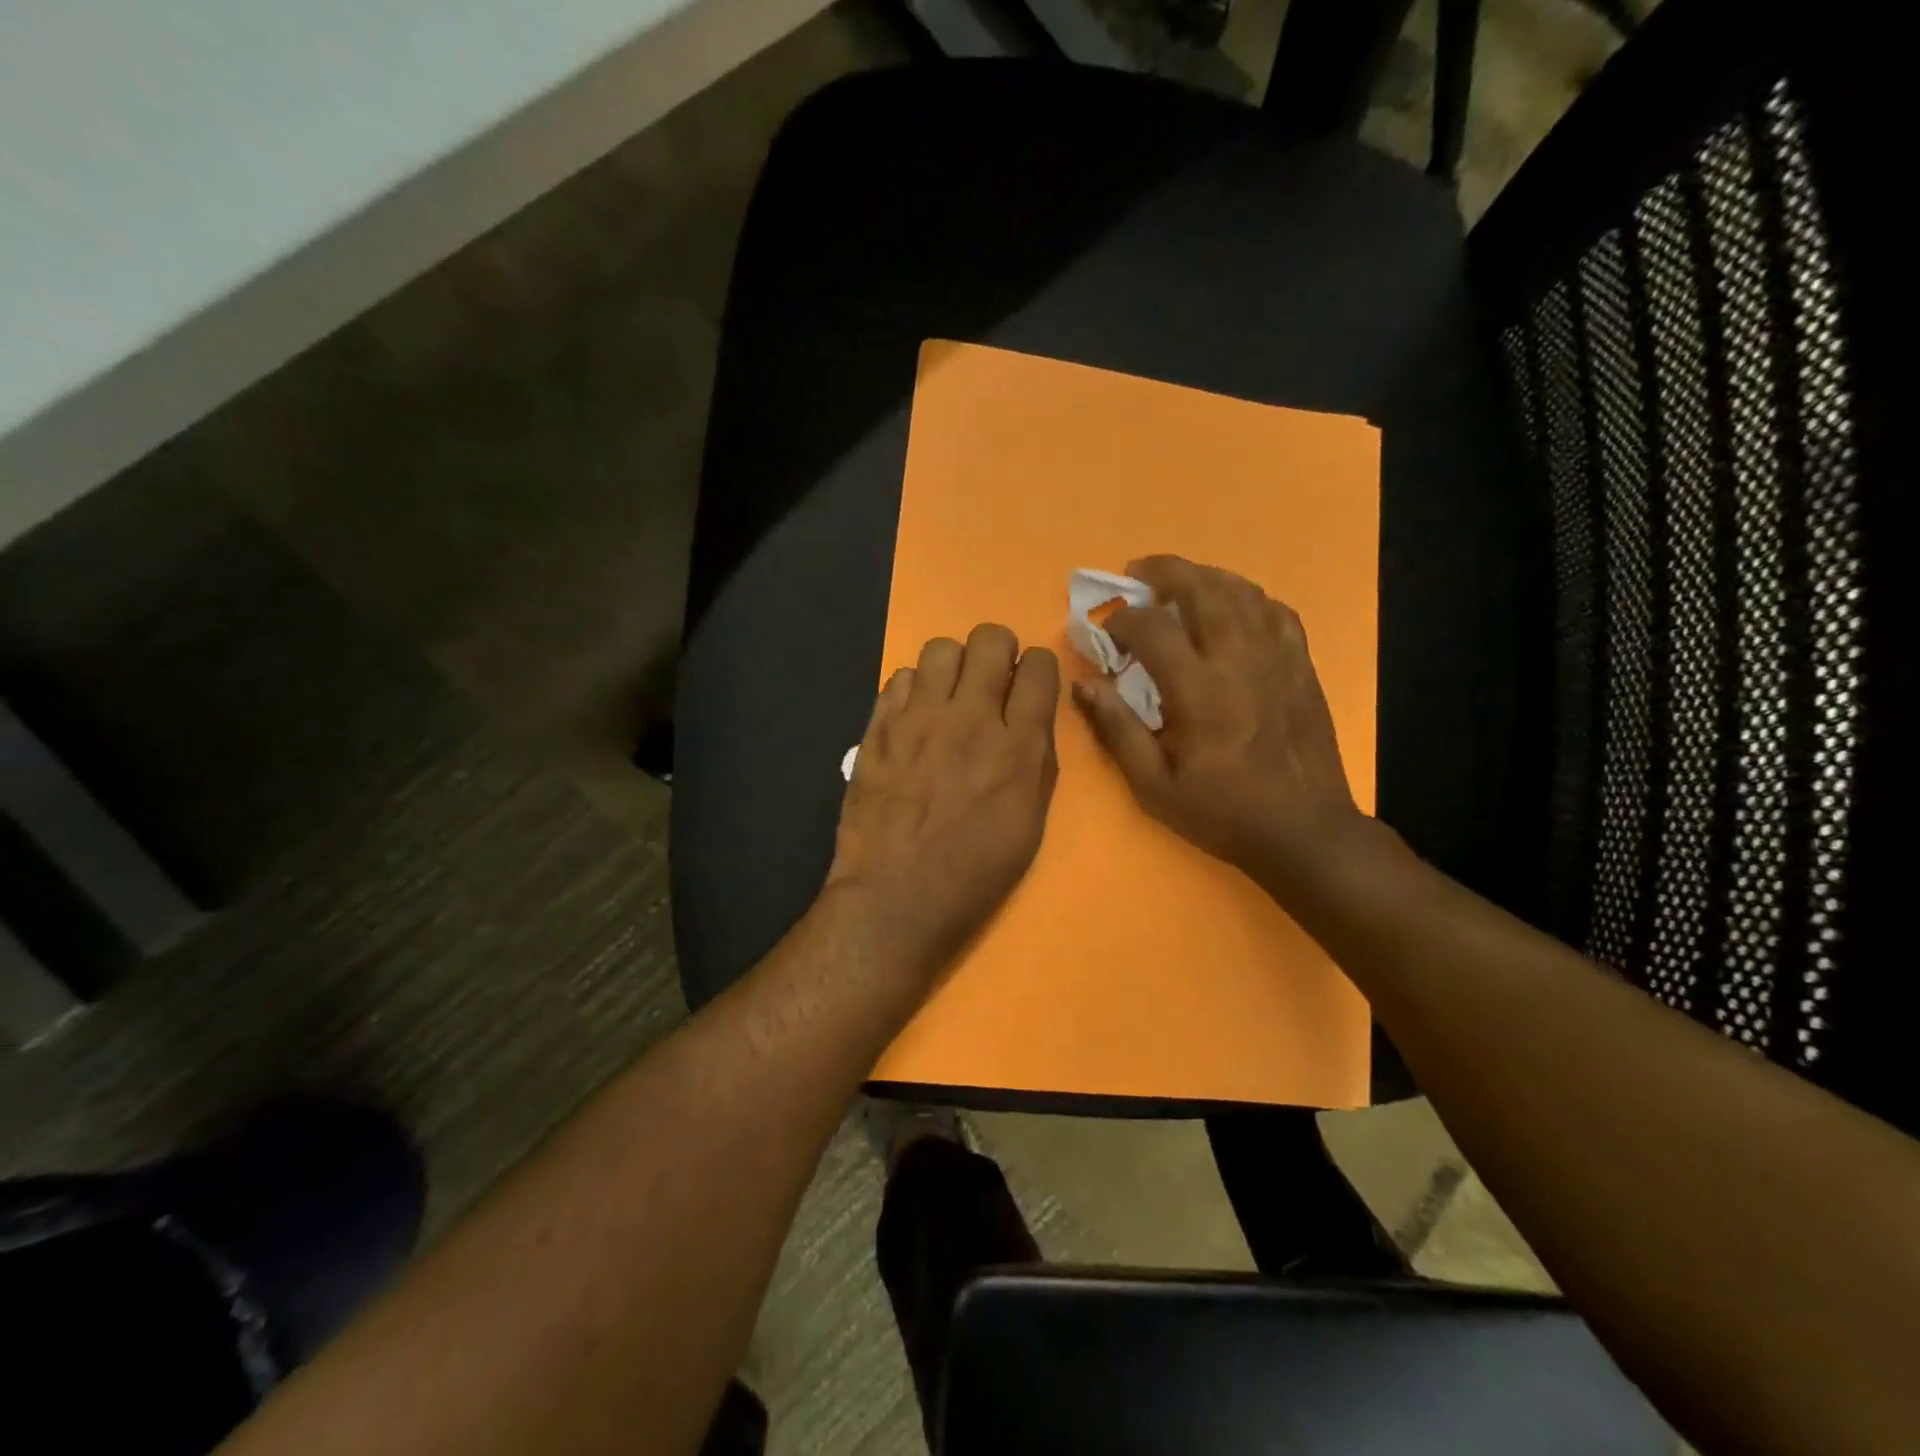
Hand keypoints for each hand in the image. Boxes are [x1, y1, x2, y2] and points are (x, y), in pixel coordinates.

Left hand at [828, 624, 1059, 980]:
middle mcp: (970, 720)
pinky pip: (898, 678)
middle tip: (991, 680)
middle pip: (990, 639)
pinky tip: (913, 718)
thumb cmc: (973, 874)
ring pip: (941, 649)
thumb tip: (1031, 718)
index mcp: (1018, 748)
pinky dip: (912, 690)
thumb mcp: (1030, 824)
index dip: (1038, 667)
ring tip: (949, 695)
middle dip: (998, 650)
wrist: (895, 898)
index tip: (1029, 682)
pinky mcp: (878, 728)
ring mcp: (918, 720)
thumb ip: (1037, 760)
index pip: (1040, 667)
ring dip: (953, 666)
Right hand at [1072, 555, 1367, 888]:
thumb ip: (1117, 730)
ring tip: (1180, 581)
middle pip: (1202, 589)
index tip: (1107, 631)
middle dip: (1165, 572)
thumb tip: (1084, 685)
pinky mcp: (1301, 665)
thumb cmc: (1223, 812)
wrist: (1304, 830)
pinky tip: (1233, 607)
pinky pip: (1276, 611)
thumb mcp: (1154, 786)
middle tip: (1138, 572)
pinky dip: (1248, 598)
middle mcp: (1239, 660)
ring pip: (1241, 591)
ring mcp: (1277, 657)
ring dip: (1205, 576)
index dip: (1122, 619)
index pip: (1153, 628)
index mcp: (1199, 691)